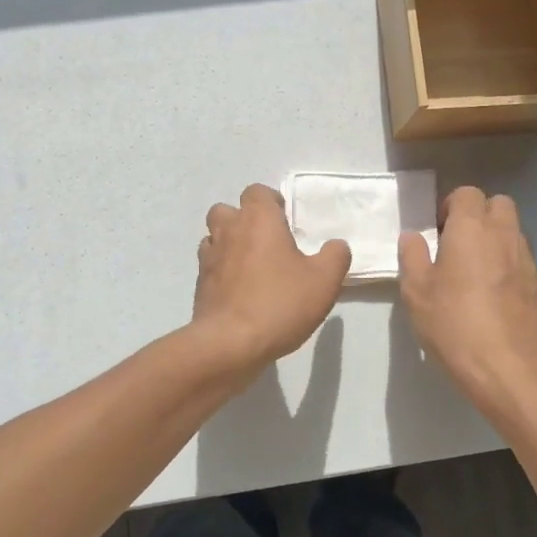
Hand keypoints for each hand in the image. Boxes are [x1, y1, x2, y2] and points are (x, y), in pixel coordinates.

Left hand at [192, 184, 350, 383]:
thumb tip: (336, 245)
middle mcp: (229, 230)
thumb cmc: (279, 303)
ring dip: (230, 244)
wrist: (230, 344)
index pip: (256, 192)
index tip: (285, 220)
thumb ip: (335, 256)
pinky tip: (240, 290)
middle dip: (244, 220)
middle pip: (228, 210)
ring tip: (252, 265)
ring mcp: (209, 257)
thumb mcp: (324, 281)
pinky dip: (222, 270)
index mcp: (257, 219)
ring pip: (214, 237)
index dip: (270, 202)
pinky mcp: (200, 284)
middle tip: (267, 241)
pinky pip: (210, 266)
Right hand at [398, 186, 536, 423]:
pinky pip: (523, 261)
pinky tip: (494, 296)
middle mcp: (504, 235)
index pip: (468, 193)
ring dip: (496, 239)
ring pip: (514, 232)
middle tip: (459, 242)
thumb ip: (413, 256)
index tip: (439, 230)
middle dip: (480, 214)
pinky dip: (509, 266)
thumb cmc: (453, 323)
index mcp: (472, 228)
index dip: (452, 206)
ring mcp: (527, 260)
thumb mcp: (416, 290)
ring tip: (476, 270)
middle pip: (499, 204)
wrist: (506, 369)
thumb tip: (413, 236)